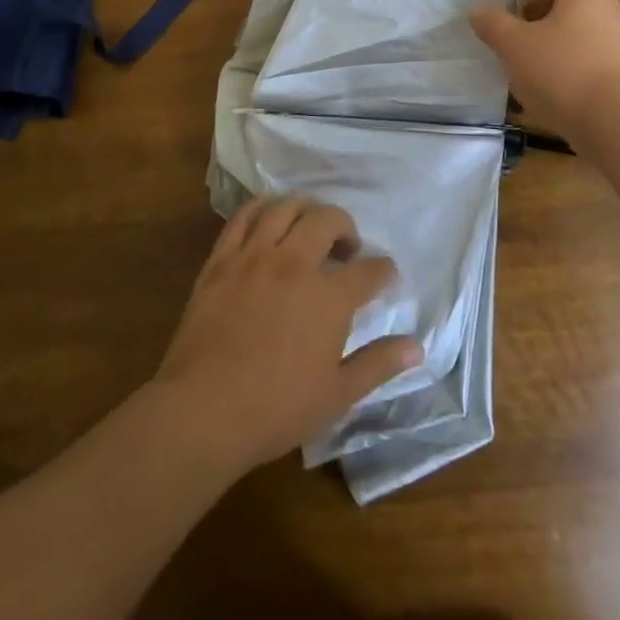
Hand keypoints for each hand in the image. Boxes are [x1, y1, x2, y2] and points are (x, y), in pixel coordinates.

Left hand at [151, 197, 422, 474]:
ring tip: (310, 227)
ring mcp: (254, 257)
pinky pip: (244, 217)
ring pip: (287, 208)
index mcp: (329, 298)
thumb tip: (418, 346)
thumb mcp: (337, 395)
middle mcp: (295, 264)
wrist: (202, 412)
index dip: (384, 271)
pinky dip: (262, 208)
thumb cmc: (276, 409)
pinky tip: (270, 216)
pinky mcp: (221, 259)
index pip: (369, 269)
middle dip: (346, 227)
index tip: (385, 277)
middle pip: (328, 220)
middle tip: (347, 248)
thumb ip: (379, 364)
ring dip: (306, 210)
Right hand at [470, 0, 619, 141]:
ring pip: (583, 30)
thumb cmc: (564, 71)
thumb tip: (478, 10)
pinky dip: (571, 63)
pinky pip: (594, 58)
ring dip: (555, 39)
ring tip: (529, 61)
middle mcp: (611, 9)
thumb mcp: (516, 46)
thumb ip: (494, 25)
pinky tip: (553, 88)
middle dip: (541, 10)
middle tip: (515, 26)